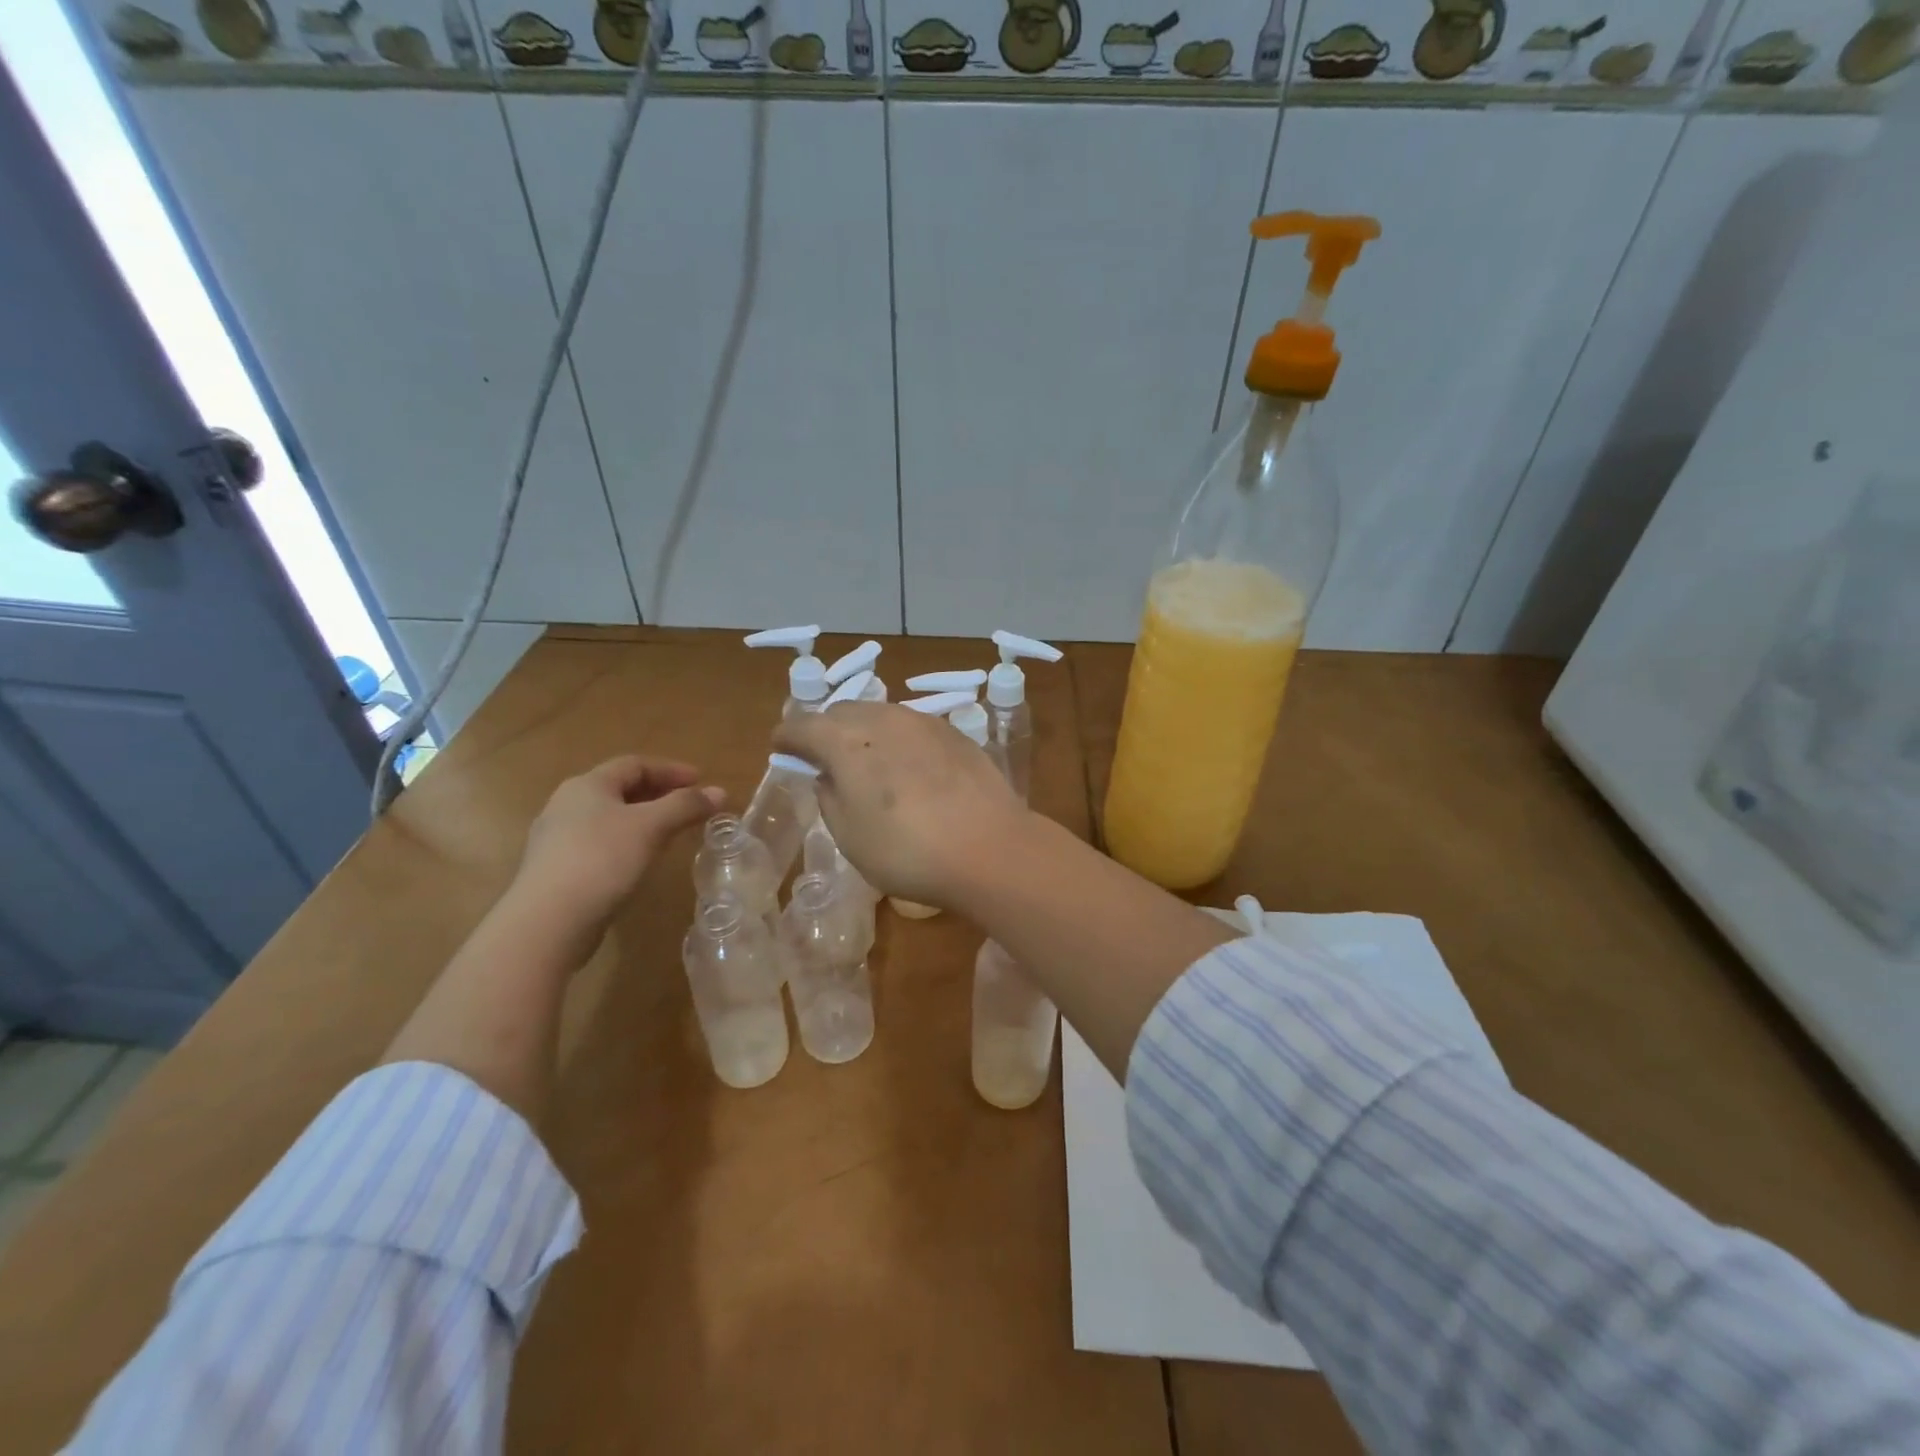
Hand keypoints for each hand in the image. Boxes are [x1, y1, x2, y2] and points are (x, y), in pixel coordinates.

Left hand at [515, 755, 722, 930]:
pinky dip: (627, 842)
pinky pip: (600, 844)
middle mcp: (567, 804)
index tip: (701, 781)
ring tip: (670, 832)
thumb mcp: (651, 827)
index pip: (634, 764)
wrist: (547, 922)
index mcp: (587, 785)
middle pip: (620, 789)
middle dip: (659, 793)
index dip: (671, 769)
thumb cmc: (602, 860)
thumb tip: (720, 792)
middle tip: (689, 805)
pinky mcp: (557, 870)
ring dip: (643, 819)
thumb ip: (686, 806)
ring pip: (609, 818)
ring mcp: (557, 839)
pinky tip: (640, 861)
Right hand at [771, 702, 1030, 907]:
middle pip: (842, 712)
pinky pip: (912, 727)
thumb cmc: (907, 851)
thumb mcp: (849, 836)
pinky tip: (908, 767)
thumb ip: (829, 797)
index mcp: (846, 741)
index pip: (802, 726)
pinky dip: (898, 740)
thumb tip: (827, 775)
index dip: (787, 738)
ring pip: (880, 715)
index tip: (781, 749)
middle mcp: (883, 718)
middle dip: (825, 730)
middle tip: (822, 757)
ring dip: (864, 732)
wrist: (990, 848)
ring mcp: (923, 722)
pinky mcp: (955, 733)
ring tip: (866, 761)